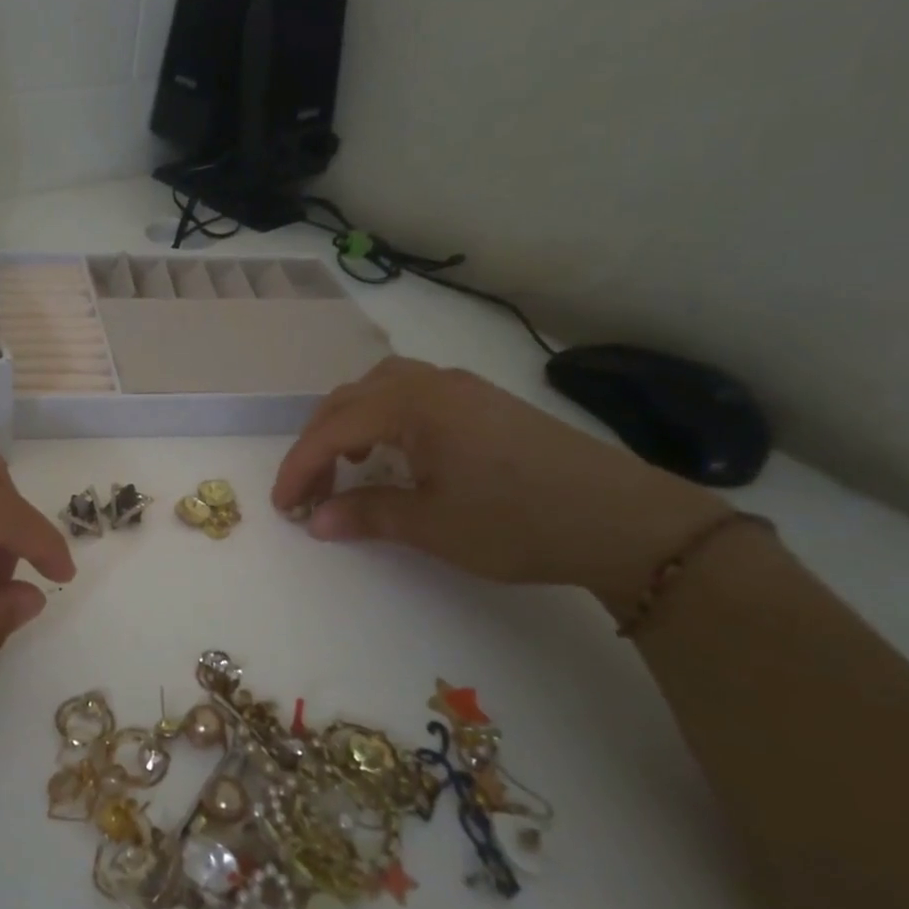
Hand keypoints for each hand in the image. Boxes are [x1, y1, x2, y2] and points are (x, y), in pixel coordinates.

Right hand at [271, 358, 729, 609]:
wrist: (625, 521)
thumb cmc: (518, 522)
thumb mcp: (432, 526)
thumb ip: (365, 515)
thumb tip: (315, 521)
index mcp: (413, 405)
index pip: (333, 428)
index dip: (299, 467)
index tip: (283, 506)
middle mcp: (432, 383)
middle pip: (350, 398)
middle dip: (319, 443)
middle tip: (309, 490)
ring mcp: (462, 388)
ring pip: (381, 388)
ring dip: (350, 423)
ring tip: (347, 463)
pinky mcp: (484, 402)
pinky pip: (413, 394)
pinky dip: (383, 418)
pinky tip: (395, 452)